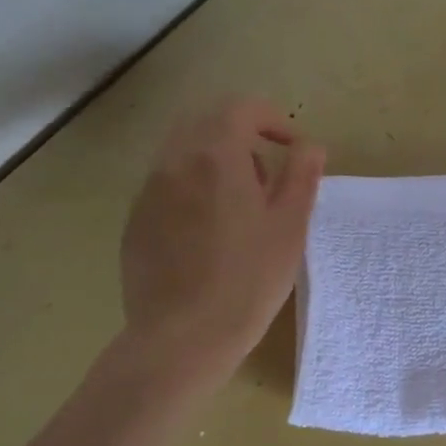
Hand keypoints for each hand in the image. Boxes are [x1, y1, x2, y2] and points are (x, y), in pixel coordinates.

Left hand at [117, 96, 324, 389]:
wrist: (183, 336)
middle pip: (205, 121)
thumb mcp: (291, 225)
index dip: (272, 119)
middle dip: (241, 133)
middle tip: (268, 171)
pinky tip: (211, 232)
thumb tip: (309, 145)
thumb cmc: (249, 279)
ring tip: (242, 204)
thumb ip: (302, 174)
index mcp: (215, 157)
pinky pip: (167, 183)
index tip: (292, 148)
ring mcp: (148, 192)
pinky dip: (194, 186)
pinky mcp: (136, 221)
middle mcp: (174, 163)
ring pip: (182, 151)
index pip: (241, 108)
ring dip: (216, 159)